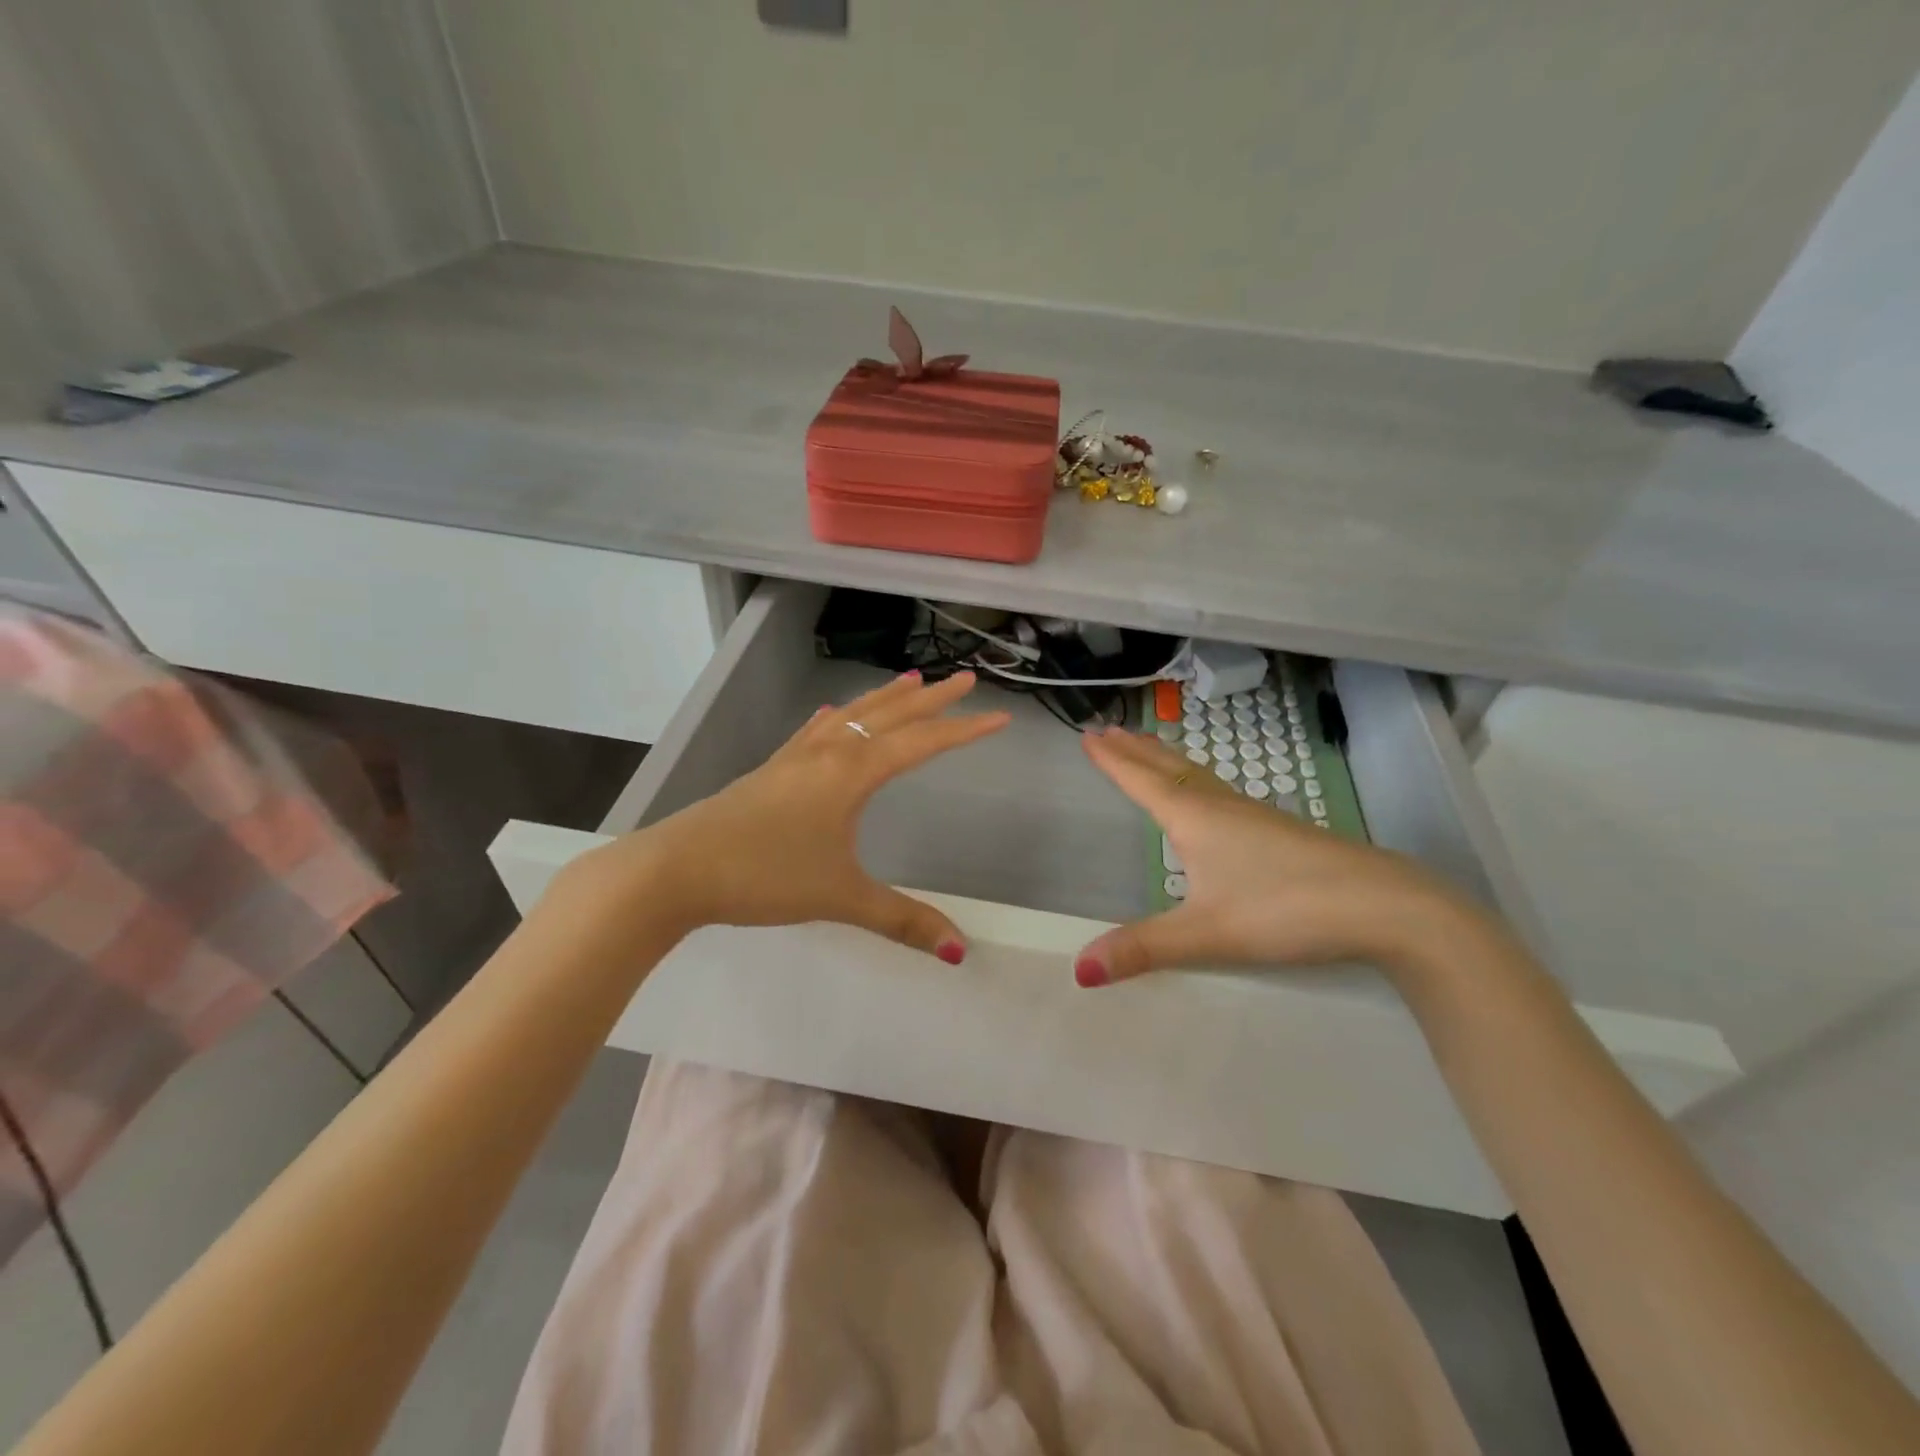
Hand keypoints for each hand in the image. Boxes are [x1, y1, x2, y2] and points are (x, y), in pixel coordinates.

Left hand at [564, 670, 1010, 958]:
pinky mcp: (770, 771)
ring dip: (885, 698)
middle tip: (966, 678)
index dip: (964, 731)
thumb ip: (902, 921)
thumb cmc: (765, 876)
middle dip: (932, 698)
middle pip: (889, 715)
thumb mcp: (841, 898)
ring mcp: (795, 759)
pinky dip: (835, 717)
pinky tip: (832, 714)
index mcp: (851, 774)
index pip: (921, 743)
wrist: (678, 869)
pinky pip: (814, 731)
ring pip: (850, 716)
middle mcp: (827, 754)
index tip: (1000, 718)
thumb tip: (960, 949)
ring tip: (910, 680)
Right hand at [1073, 728, 1477, 986]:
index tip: (1086, 735)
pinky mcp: (1277, 829)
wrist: (1381, 904)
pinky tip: (1207, 796)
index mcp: (1194, 819)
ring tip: (1147, 747)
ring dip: (1165, 758)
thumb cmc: (1284, 909)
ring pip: (1197, 776)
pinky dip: (1195, 778)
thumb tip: (1079, 970)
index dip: (1112, 760)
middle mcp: (1219, 807)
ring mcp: (1253, 815)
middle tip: (1107, 728)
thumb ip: (1143, 949)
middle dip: (1135, 749)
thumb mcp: (1207, 934)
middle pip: (1168, 768)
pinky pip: (1219, 789)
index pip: (1142, 781)